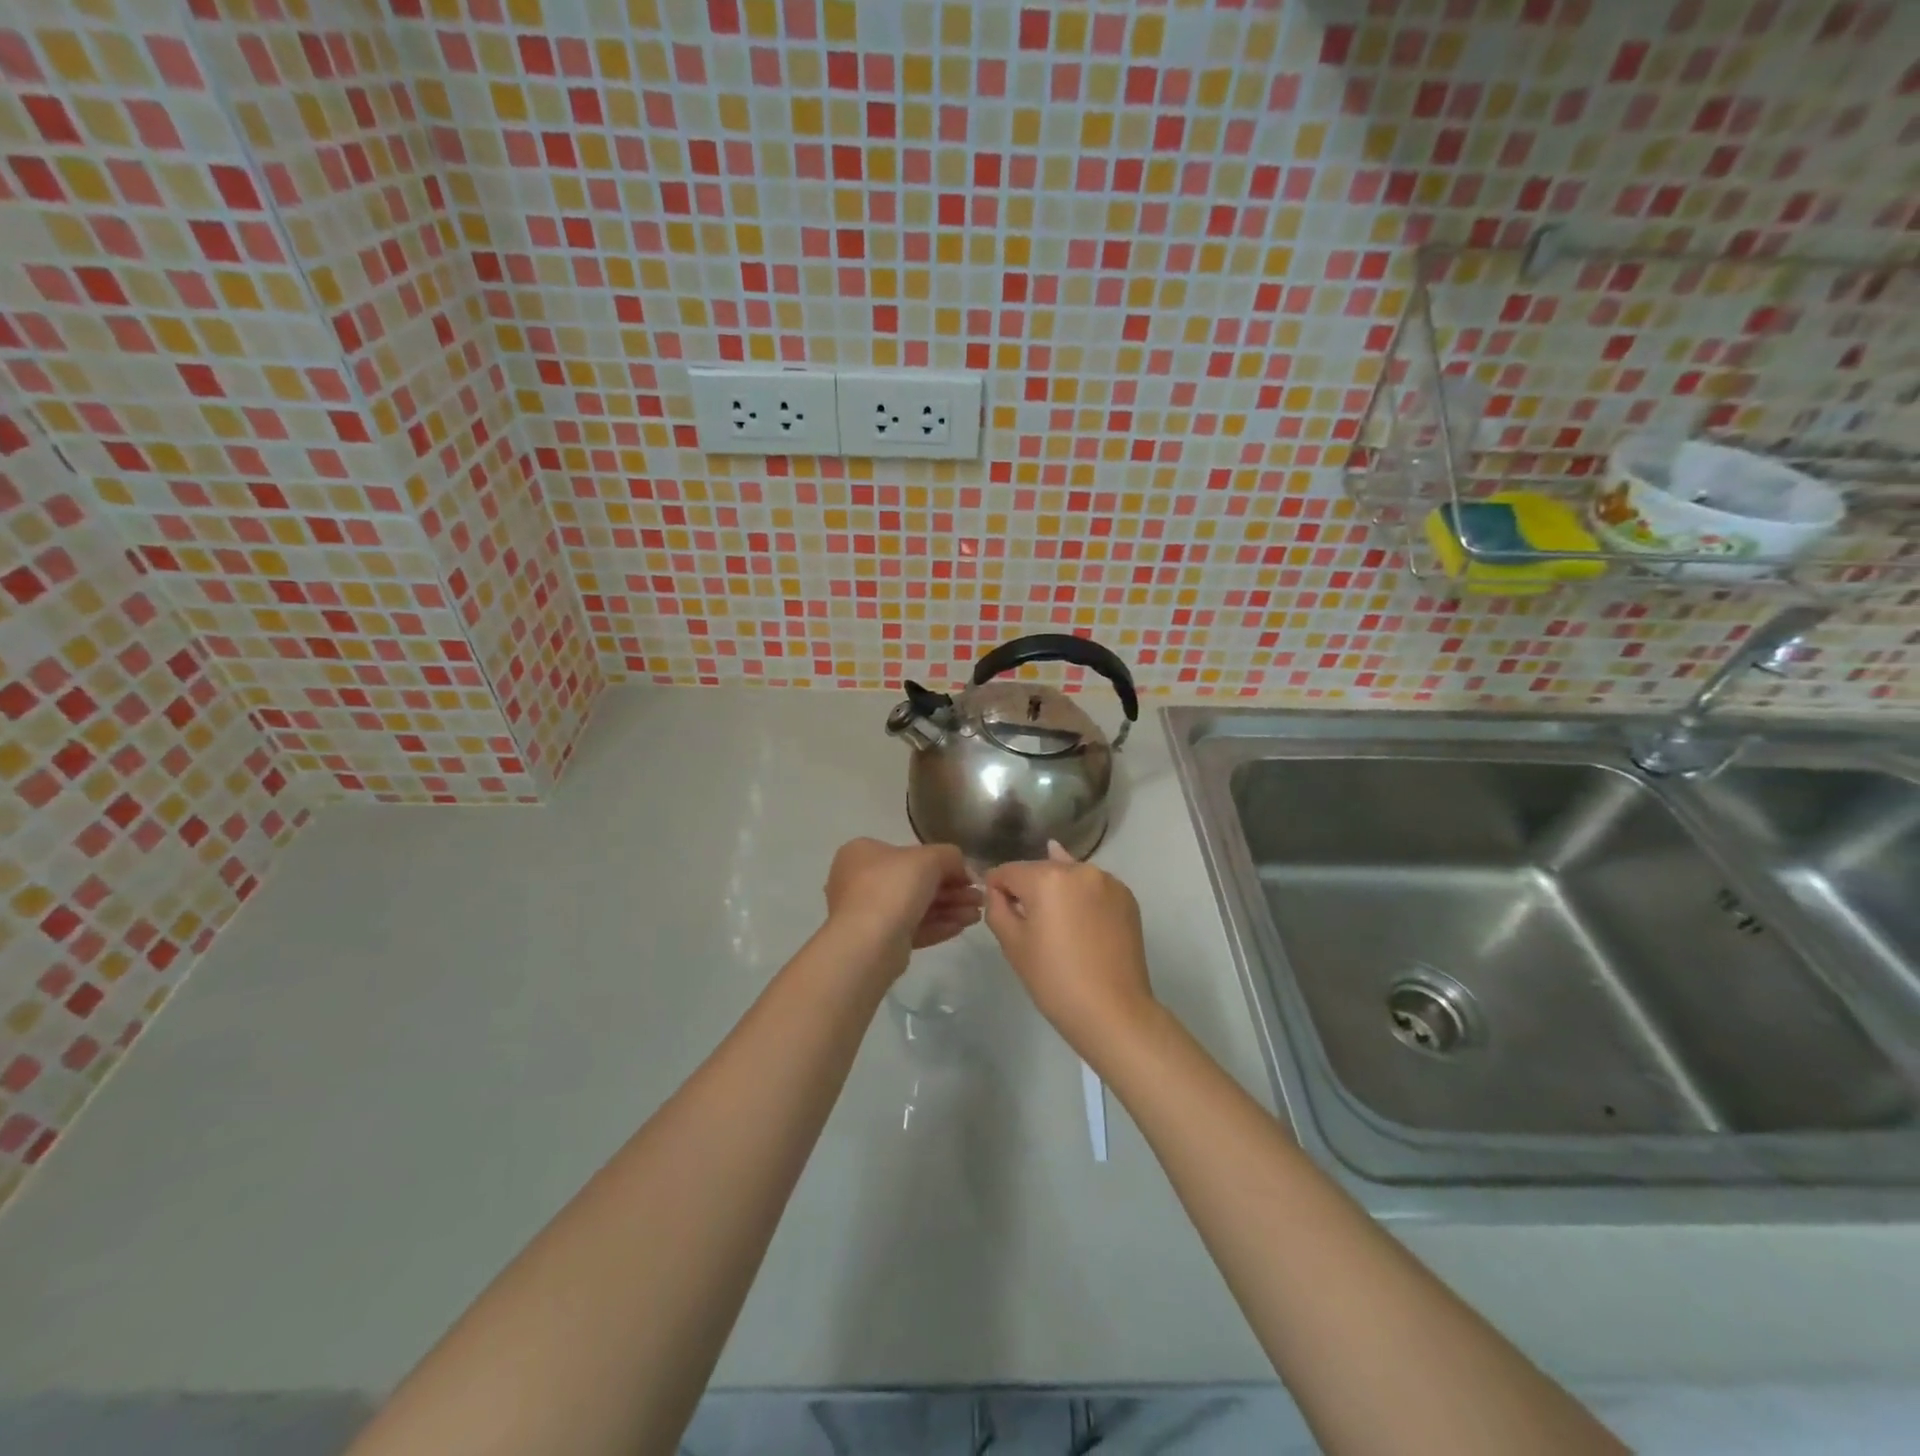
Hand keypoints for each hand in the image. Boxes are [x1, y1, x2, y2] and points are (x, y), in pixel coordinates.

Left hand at [823, 838, 982, 977]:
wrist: (868, 942)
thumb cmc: (893, 887)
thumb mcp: (929, 858)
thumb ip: (950, 856)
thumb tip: (963, 870)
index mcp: (863, 853)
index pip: (909, 854)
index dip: (943, 864)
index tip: (968, 876)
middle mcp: (860, 880)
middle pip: (915, 882)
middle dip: (951, 890)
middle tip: (978, 899)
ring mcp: (867, 912)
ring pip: (916, 907)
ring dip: (949, 909)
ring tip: (976, 916)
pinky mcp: (877, 940)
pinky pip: (911, 928)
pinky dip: (936, 926)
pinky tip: (960, 928)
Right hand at [984, 841, 1156, 1052]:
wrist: (1112, 1011)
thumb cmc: (1054, 980)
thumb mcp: (1012, 944)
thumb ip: (997, 907)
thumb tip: (998, 890)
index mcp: (1047, 878)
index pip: (1009, 871)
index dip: (996, 887)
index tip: (997, 907)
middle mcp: (1079, 870)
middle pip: (1040, 869)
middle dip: (1029, 888)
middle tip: (1027, 921)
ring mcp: (1108, 881)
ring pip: (1069, 876)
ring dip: (1057, 890)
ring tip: (1056, 921)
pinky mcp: (1127, 897)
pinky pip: (1093, 888)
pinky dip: (1082, 898)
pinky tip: (1080, 922)